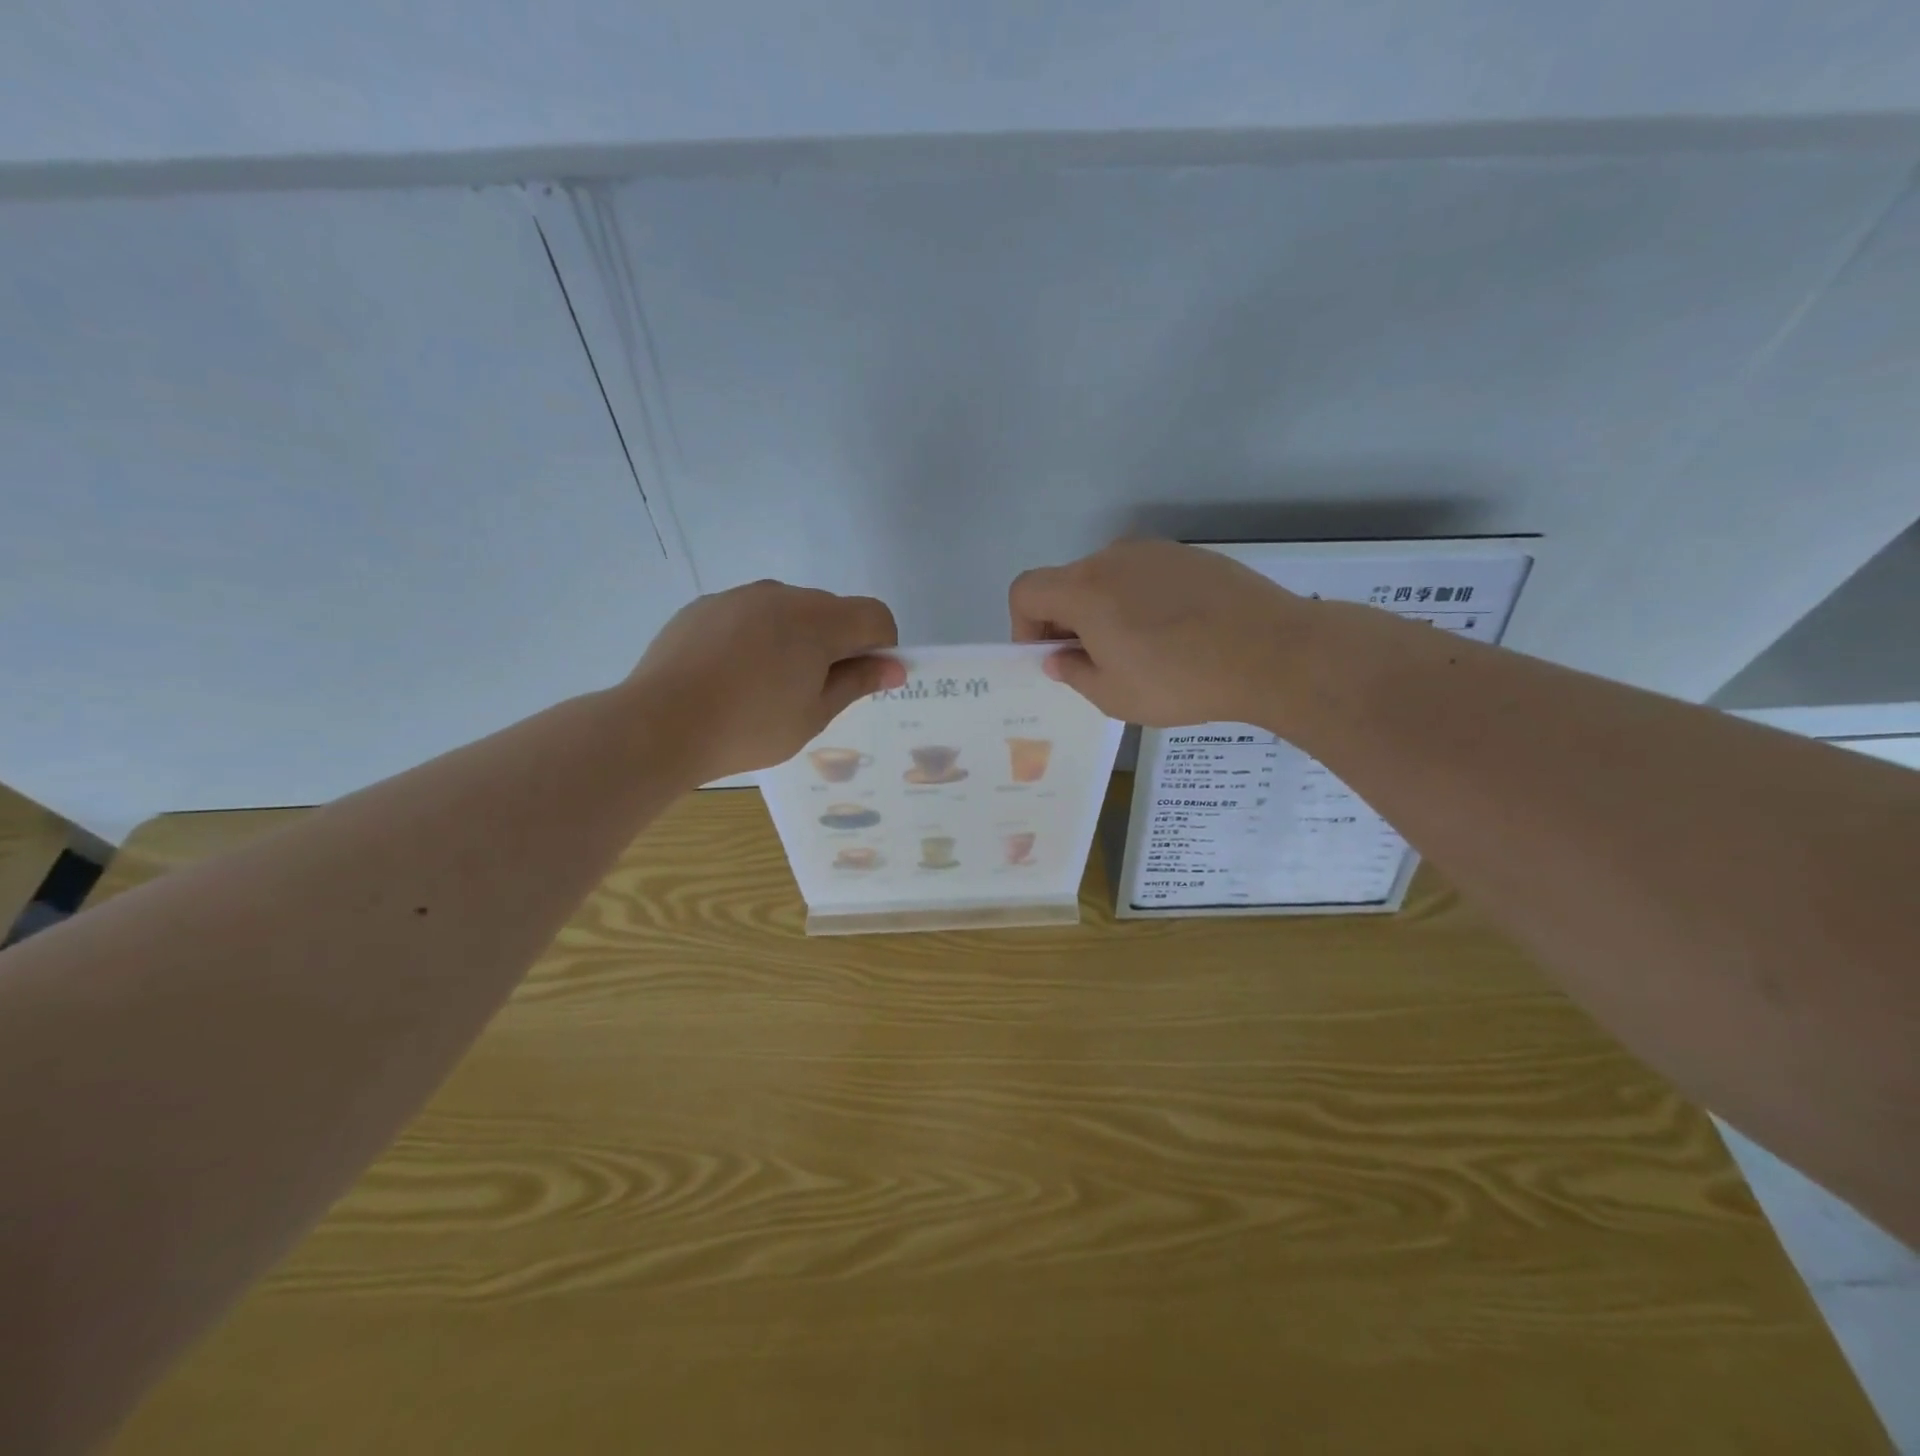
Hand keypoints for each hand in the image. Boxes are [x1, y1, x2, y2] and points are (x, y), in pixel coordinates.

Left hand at [627, 581, 904, 780]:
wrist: (659, 724)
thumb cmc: (749, 727)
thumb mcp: (814, 715)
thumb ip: (857, 683)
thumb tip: (894, 667)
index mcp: (818, 620)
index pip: (874, 615)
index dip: (881, 646)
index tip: (862, 680)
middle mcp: (782, 595)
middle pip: (832, 610)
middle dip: (837, 643)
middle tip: (813, 691)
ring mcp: (739, 596)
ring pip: (788, 610)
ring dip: (795, 638)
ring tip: (766, 685)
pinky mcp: (705, 606)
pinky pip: (749, 615)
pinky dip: (756, 636)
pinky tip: (730, 675)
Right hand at [1009, 540, 1312, 728]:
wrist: (1272, 652)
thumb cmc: (1181, 681)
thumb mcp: (1114, 696)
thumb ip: (1074, 673)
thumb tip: (1058, 658)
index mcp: (1084, 590)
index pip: (1025, 591)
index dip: (1024, 626)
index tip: (1052, 658)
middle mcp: (1113, 558)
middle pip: (1066, 583)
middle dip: (1065, 622)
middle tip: (1094, 663)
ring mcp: (1155, 552)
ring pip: (1107, 578)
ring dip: (1103, 610)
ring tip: (1139, 651)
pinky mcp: (1190, 556)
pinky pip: (1144, 575)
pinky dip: (1139, 600)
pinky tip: (1174, 634)